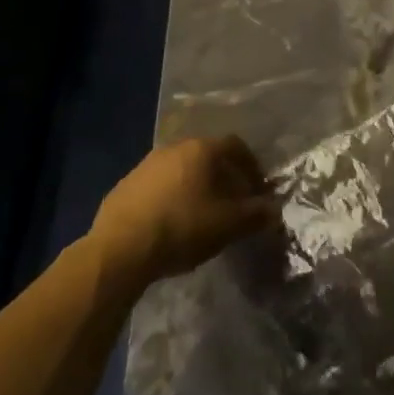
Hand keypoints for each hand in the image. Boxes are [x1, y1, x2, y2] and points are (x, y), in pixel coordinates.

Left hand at [92, 137, 279, 286]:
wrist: (120, 248)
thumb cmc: (182, 227)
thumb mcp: (227, 225)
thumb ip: (255, 214)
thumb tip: (274, 209)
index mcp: (201, 149)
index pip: (236, 146)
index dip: (252, 167)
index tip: (258, 191)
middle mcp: (174, 147)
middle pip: (208, 156)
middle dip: (224, 178)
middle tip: (232, 205)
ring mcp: (146, 165)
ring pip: (182, 170)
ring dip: (196, 188)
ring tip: (202, 217)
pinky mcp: (125, 186)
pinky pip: (159, 186)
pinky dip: (172, 198)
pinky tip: (171, 224)